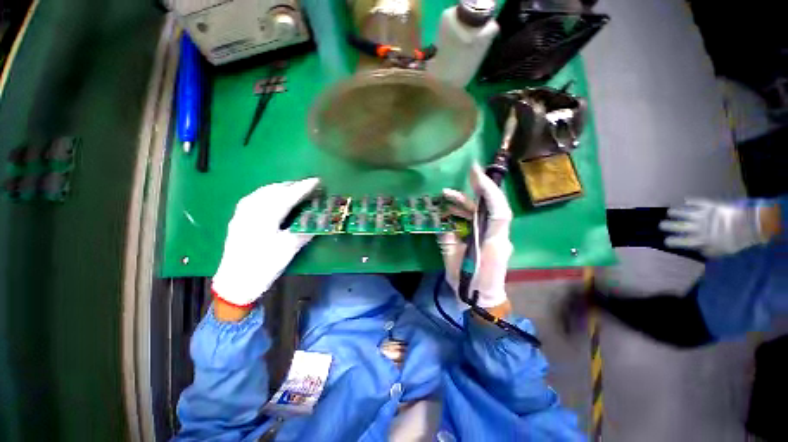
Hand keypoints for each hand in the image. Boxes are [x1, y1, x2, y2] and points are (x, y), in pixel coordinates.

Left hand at [212, 178, 319, 306]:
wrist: (234, 283)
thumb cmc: (263, 267)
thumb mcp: (288, 250)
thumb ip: (304, 231)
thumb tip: (319, 221)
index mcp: (264, 218)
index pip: (287, 197)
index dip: (303, 188)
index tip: (316, 181)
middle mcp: (250, 211)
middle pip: (273, 191)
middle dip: (292, 185)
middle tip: (307, 185)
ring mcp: (242, 214)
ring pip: (262, 192)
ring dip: (280, 187)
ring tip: (294, 188)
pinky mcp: (238, 219)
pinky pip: (255, 198)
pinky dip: (268, 193)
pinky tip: (273, 196)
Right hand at [439, 165, 512, 308]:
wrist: (483, 301)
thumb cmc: (468, 284)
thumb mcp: (452, 260)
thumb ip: (448, 238)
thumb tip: (444, 222)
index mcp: (493, 243)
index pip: (498, 211)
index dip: (489, 191)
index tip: (475, 174)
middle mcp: (500, 237)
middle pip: (491, 208)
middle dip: (475, 191)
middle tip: (459, 179)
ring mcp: (497, 238)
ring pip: (484, 214)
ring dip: (466, 204)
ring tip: (445, 197)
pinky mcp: (491, 240)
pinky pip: (480, 222)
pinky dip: (466, 215)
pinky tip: (451, 213)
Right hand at [659, 198, 765, 256]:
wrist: (749, 224)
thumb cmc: (737, 240)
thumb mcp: (724, 250)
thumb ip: (711, 250)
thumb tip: (700, 250)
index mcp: (702, 239)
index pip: (683, 241)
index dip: (673, 241)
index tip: (666, 241)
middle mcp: (699, 227)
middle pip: (680, 226)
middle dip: (669, 226)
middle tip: (660, 225)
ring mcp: (704, 215)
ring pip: (686, 213)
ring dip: (677, 213)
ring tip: (669, 212)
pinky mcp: (710, 206)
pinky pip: (698, 203)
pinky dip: (691, 201)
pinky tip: (686, 200)